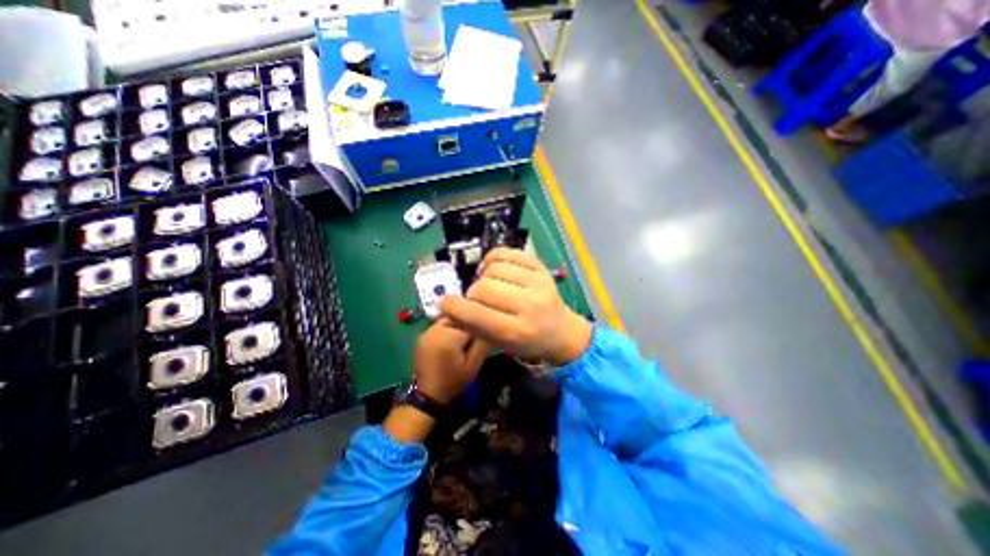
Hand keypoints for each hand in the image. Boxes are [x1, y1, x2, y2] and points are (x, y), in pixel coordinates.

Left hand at [412, 317, 488, 403]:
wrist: (428, 395)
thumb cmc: (453, 381)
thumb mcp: (473, 365)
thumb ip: (483, 343)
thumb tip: (491, 325)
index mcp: (448, 336)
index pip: (470, 320)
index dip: (480, 325)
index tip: (485, 333)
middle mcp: (435, 329)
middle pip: (458, 316)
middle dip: (468, 323)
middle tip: (475, 336)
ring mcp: (426, 331)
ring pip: (449, 318)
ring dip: (459, 324)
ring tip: (464, 337)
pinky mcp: (422, 334)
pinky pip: (440, 324)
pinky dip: (449, 328)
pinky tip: (452, 339)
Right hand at [439, 247, 589, 363]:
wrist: (561, 331)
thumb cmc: (528, 342)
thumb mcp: (500, 344)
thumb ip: (473, 326)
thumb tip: (447, 306)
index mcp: (518, 332)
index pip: (478, 315)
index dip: (455, 308)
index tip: (445, 303)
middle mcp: (530, 306)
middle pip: (484, 288)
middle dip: (472, 294)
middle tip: (476, 299)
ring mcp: (539, 282)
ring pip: (494, 269)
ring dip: (484, 277)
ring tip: (488, 285)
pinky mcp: (541, 268)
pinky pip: (507, 253)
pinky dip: (494, 259)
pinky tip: (494, 269)